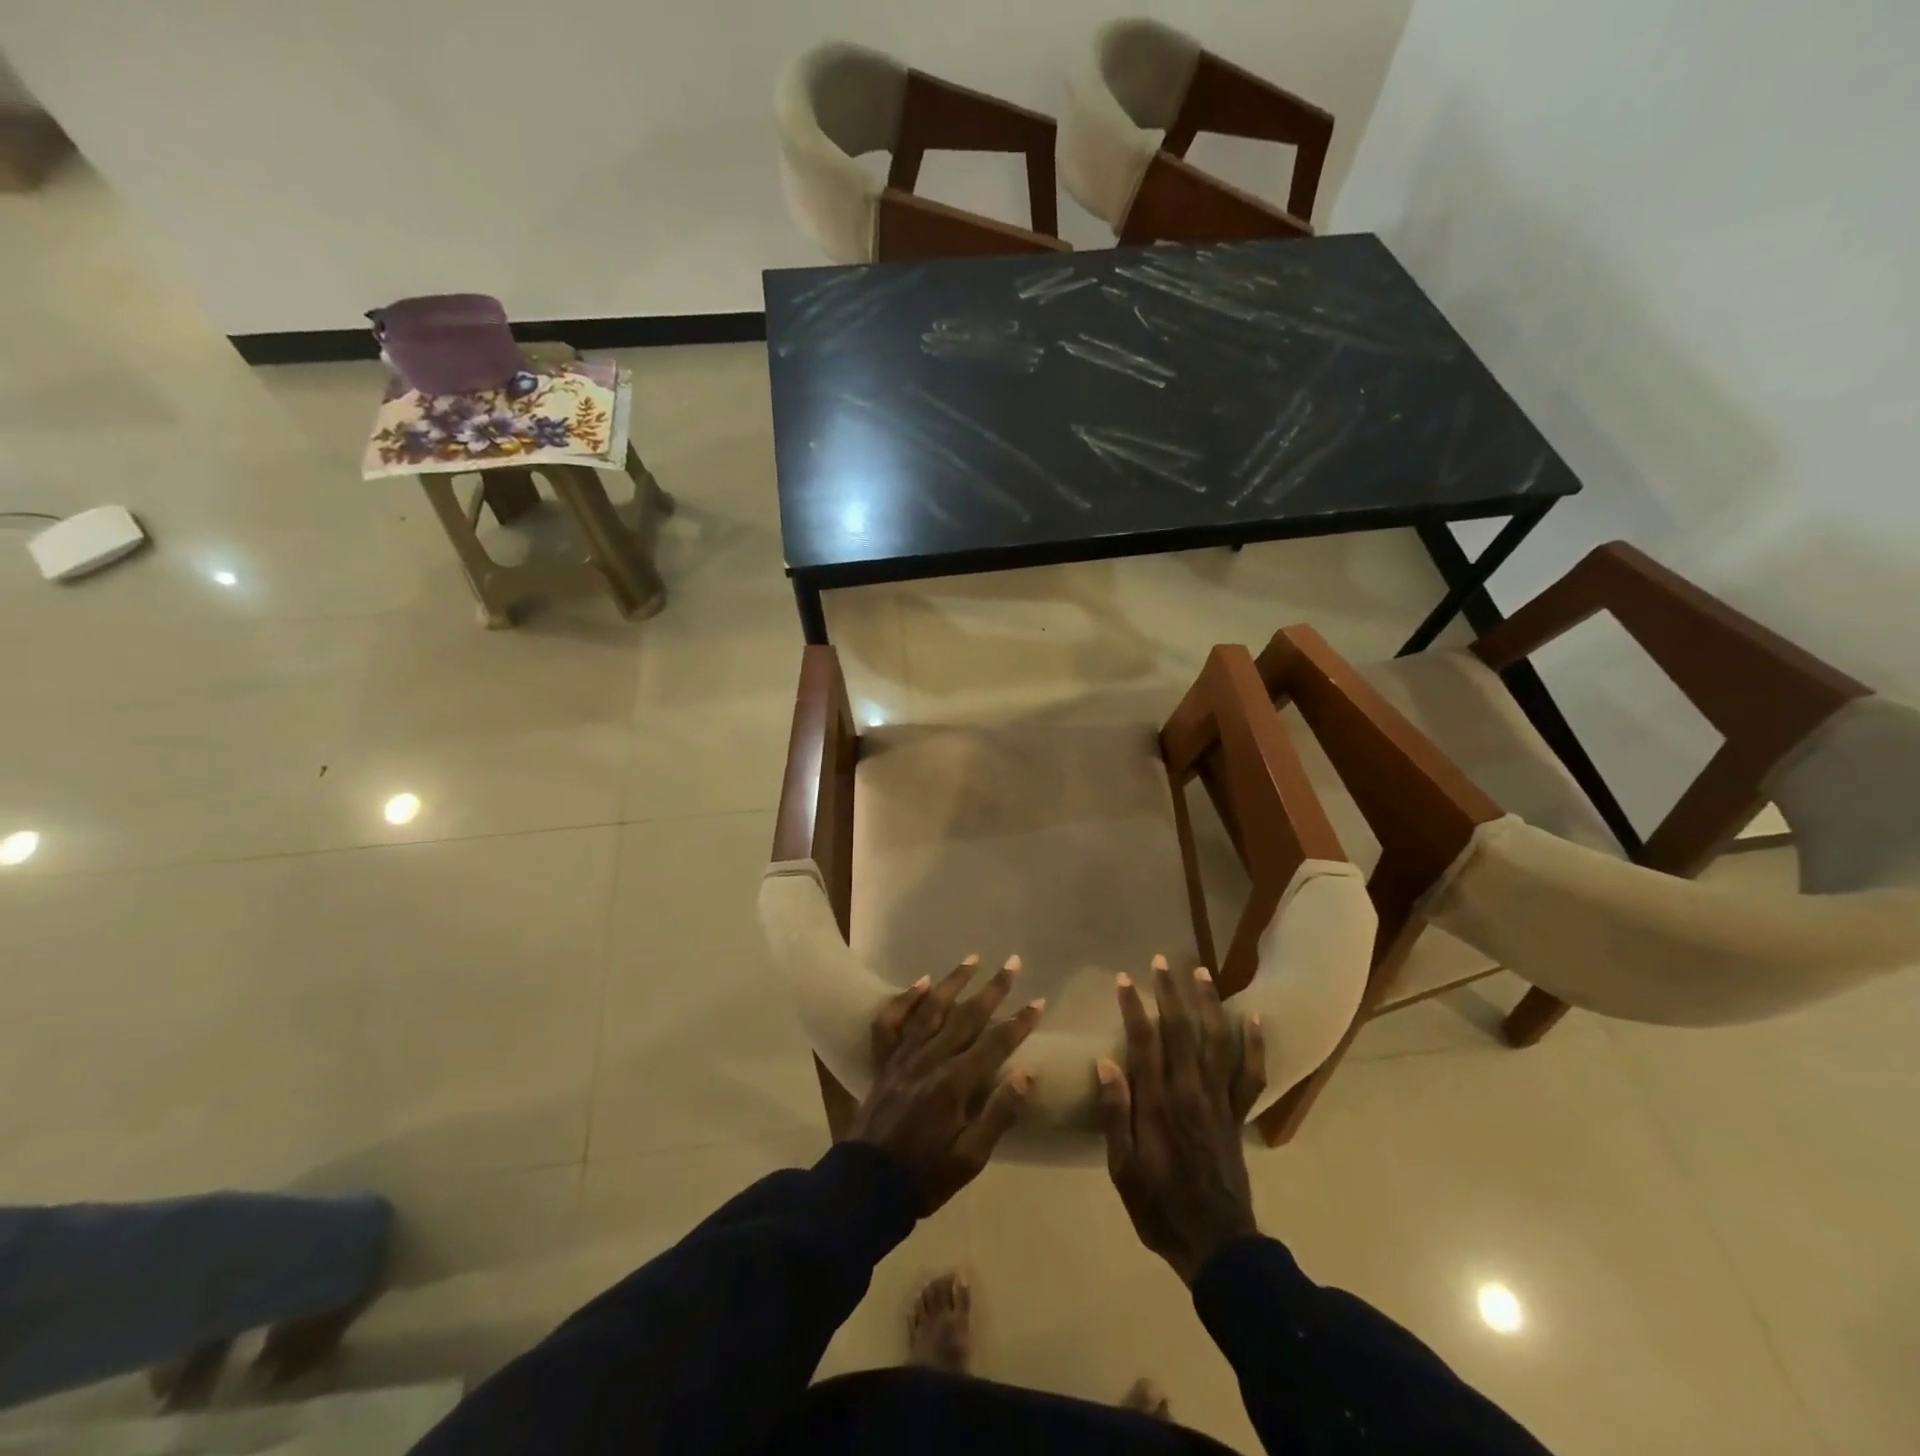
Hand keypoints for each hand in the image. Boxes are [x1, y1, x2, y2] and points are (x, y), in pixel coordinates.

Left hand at [849, 955, 1044, 1213]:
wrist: (867, 1186)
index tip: (1038, 1001)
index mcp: (955, 1084)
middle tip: (1013, 963)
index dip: (1019, 1022)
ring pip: (932, 1009)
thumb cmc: (925, 1177)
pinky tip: (921, 982)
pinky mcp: (884, 1062)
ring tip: (973, 959)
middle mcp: (930, 1060)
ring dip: (954, 982)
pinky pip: (891, 1022)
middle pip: (967, 1016)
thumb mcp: (970, 1159)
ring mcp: (903, 1057)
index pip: (995, 1044)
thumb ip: (998, 1115)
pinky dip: (905, 999)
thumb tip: (1025, 1074)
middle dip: (993, 989)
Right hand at [1097, 955, 1266, 1284]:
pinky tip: (1253, 1018)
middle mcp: (1190, 1092)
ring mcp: (1219, 1101)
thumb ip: (1116, 1114)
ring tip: (1202, 973)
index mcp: (1157, 1104)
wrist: (1217, 1245)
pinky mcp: (1238, 1115)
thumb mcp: (1123, 1168)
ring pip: (1216, 1041)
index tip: (1124, 980)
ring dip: (1208, 1004)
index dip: (1133, 1007)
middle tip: (1160, 961)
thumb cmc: (1159, 1207)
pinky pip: (1251, 1075)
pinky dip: (1254, 1045)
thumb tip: (1106, 1063)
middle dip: (1168, 993)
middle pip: (1179, 1031)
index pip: (1143, 1042)